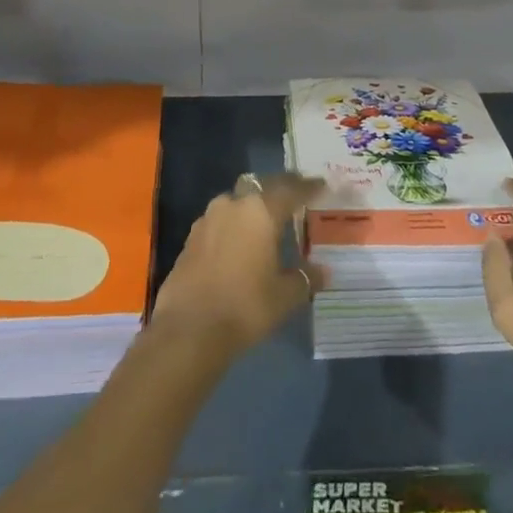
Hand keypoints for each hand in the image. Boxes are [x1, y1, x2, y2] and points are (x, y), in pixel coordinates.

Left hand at [151, 172, 326, 358]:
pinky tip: (239, 242)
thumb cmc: (245, 306)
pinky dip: (233, 225)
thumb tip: (324, 272)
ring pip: (236, 202)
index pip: (290, 189)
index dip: (308, 186)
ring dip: (252, 206)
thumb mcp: (284, 296)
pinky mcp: (191, 237)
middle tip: (295, 196)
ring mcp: (207, 219)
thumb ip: (305, 278)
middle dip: (279, 189)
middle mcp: (233, 205)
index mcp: (261, 211)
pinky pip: (219, 221)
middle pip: (261, 187)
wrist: (189, 329)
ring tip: (266, 220)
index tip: (321, 184)